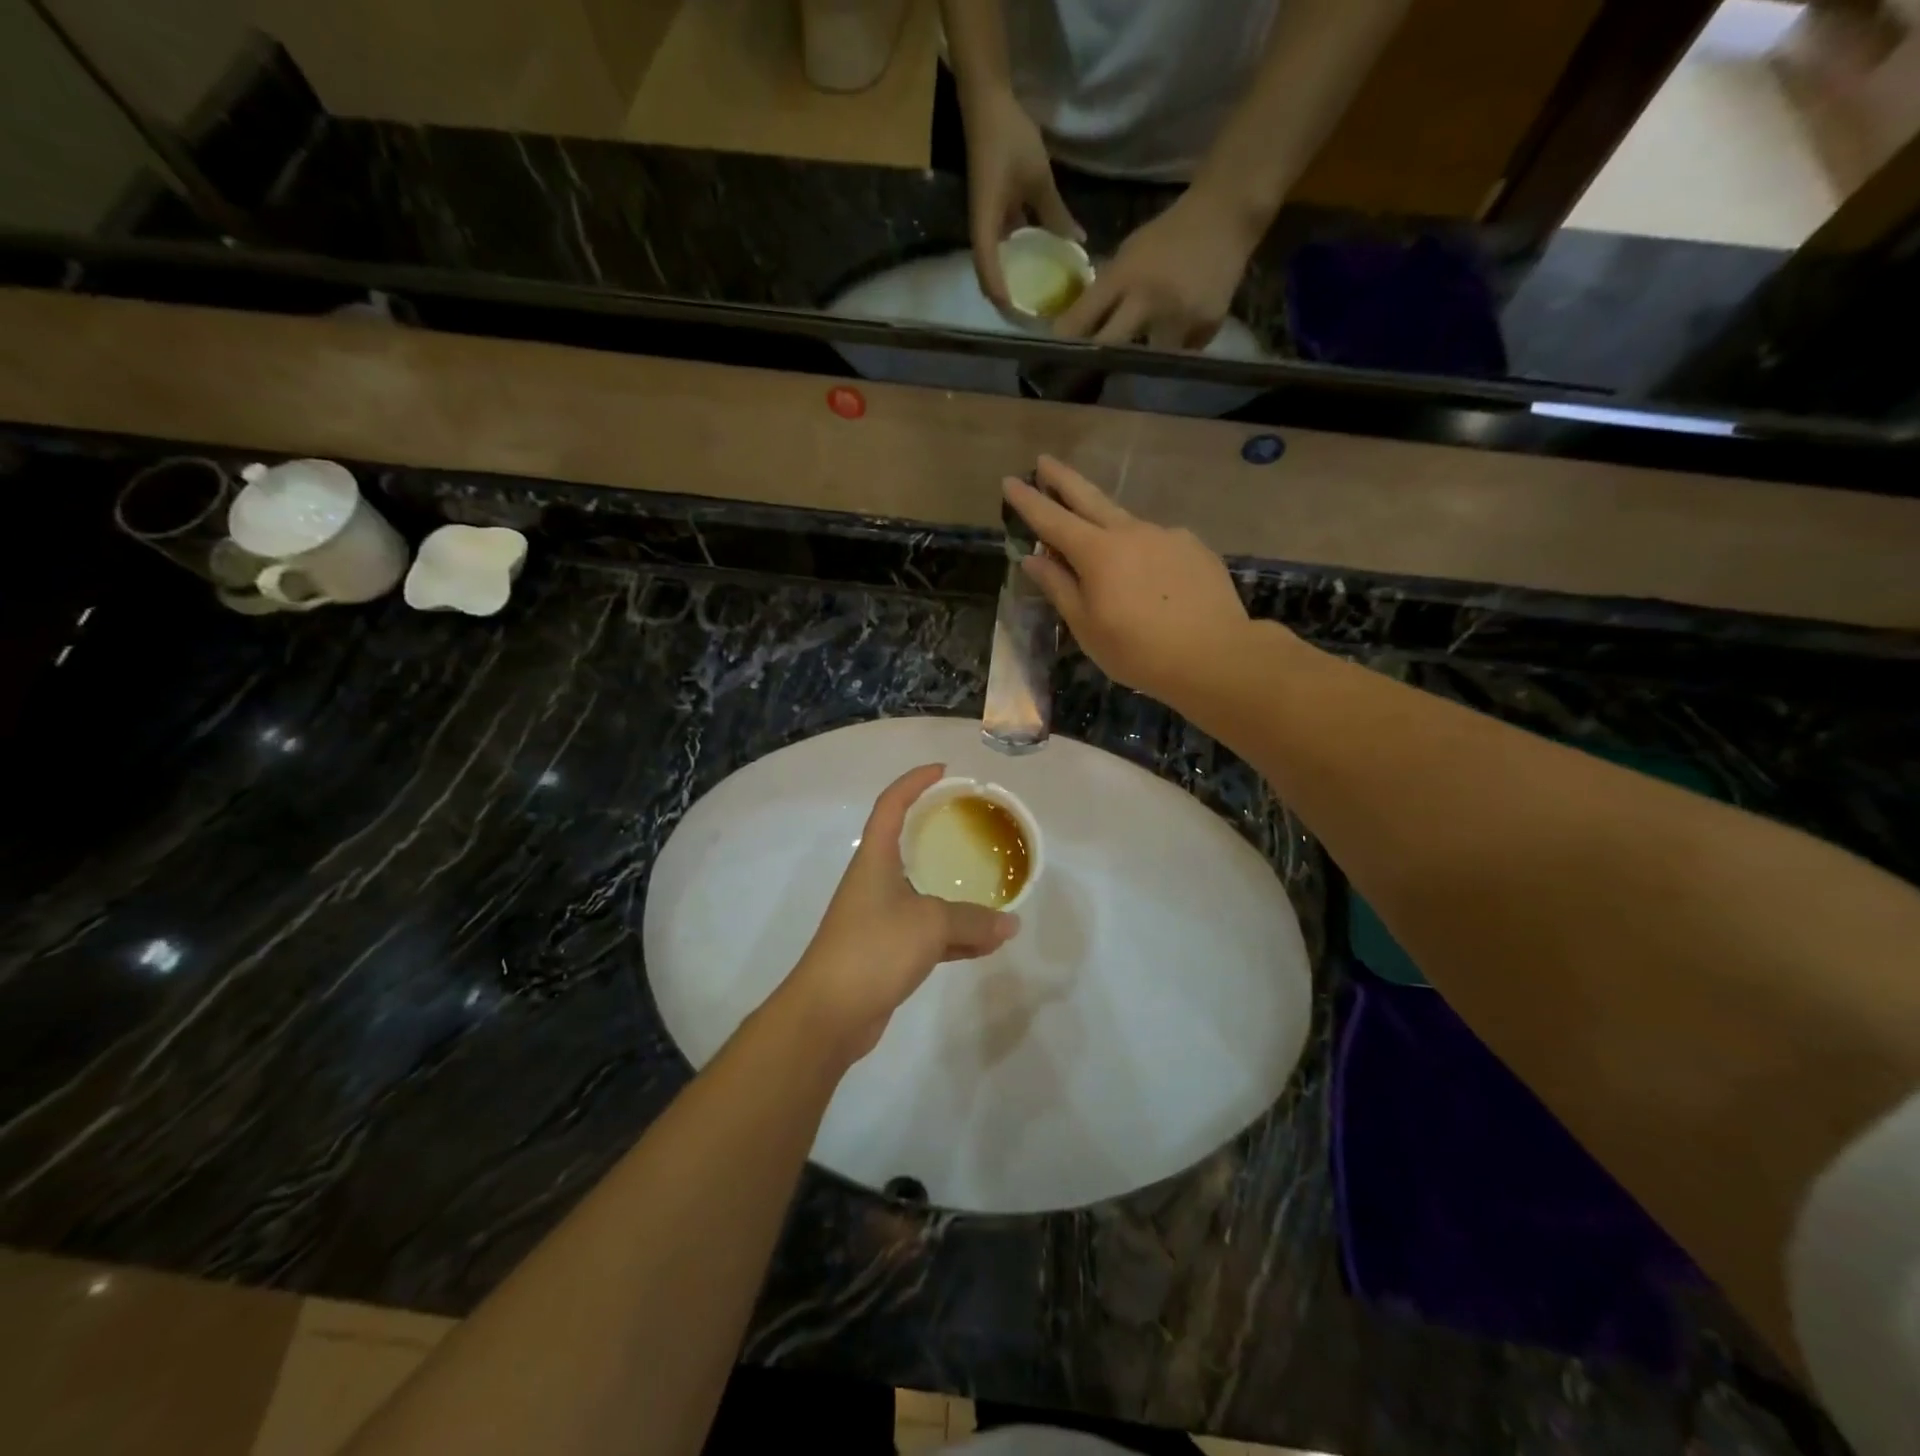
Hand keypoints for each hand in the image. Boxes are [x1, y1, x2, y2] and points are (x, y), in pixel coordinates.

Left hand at [781, 764, 1019, 1062]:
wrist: (828, 1014)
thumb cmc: (873, 948)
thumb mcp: (931, 924)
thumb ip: (973, 921)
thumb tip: (1009, 925)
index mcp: (875, 859)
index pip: (891, 805)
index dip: (914, 782)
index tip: (943, 771)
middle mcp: (874, 882)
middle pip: (909, 847)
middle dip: (940, 835)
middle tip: (975, 828)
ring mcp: (879, 919)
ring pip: (924, 895)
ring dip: (957, 897)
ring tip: (994, 893)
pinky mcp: (886, 952)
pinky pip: (928, 934)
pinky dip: (956, 936)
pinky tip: (987, 943)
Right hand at [962, 86, 1082, 309]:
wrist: (988, 104)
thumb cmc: (1009, 139)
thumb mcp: (1038, 178)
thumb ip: (1056, 213)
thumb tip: (1076, 243)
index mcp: (986, 224)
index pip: (988, 270)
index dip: (1001, 296)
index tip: (1019, 317)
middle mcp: (982, 230)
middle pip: (987, 276)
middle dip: (1005, 299)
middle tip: (1029, 317)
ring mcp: (986, 223)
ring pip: (994, 265)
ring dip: (1008, 283)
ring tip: (1031, 301)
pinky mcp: (992, 215)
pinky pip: (1001, 248)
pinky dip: (1014, 263)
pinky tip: (1034, 269)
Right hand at [1003, 457, 1254, 705]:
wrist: (1215, 655)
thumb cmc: (1138, 650)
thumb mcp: (1086, 626)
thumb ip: (1059, 587)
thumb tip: (1032, 558)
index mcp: (1097, 552)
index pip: (1052, 520)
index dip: (1028, 501)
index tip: (1009, 481)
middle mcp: (1130, 532)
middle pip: (1089, 498)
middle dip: (1063, 479)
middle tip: (1044, 461)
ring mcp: (1167, 535)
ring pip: (1126, 522)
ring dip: (1105, 522)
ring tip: (1100, 543)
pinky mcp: (1194, 547)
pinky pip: (1158, 542)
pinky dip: (1143, 551)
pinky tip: (1150, 578)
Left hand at [1053, 185, 1261, 349]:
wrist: (1226, 215)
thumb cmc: (1169, 234)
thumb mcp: (1128, 253)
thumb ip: (1105, 289)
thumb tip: (1075, 326)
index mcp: (1124, 276)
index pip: (1083, 319)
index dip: (1066, 342)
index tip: (1052, 359)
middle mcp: (1149, 299)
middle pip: (1111, 348)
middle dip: (1097, 362)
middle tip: (1087, 377)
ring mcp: (1180, 316)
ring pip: (1148, 360)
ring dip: (1140, 362)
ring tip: (1135, 364)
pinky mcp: (1206, 327)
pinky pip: (1180, 354)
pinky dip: (1174, 352)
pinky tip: (1175, 340)